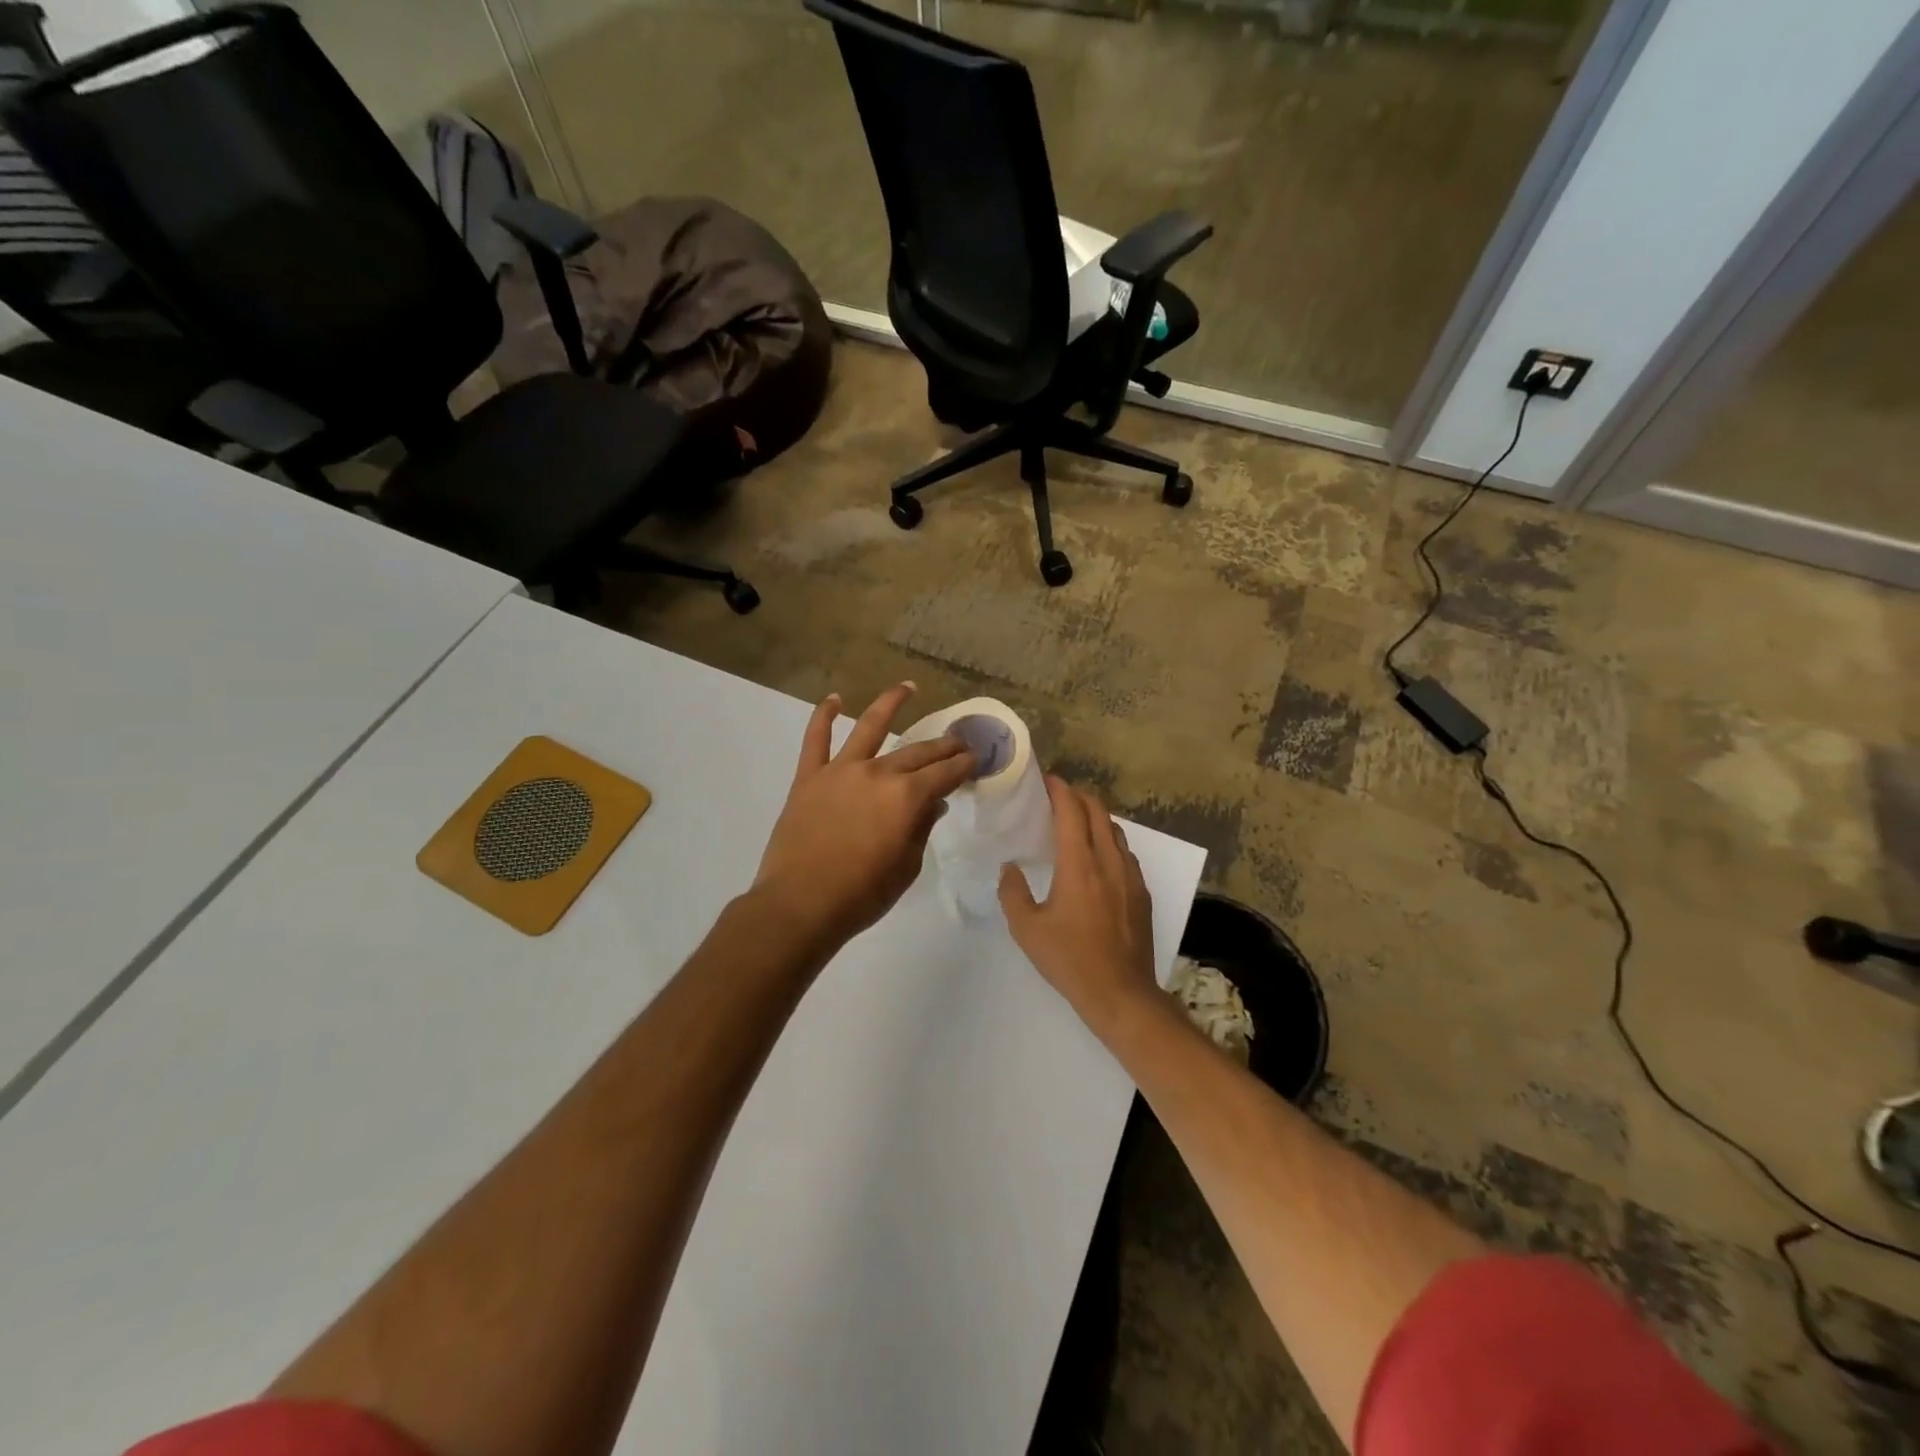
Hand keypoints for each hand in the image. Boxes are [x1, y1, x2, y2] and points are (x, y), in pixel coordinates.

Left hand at [753, 683, 975, 948]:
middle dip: (942, 745)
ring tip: (907, 687)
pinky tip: (833, 700)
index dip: (963, 765)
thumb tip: (933, 802)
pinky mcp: (809, 777)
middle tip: (957, 740)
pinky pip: (816, 740)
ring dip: (890, 703)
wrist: (800, 905)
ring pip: (869, 727)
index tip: (976, 759)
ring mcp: (840, 771)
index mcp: (906, 797)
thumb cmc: (861, 894)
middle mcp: (878, 773)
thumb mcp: (906, 866)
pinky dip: (823, 717)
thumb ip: (921, 828)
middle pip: (917, 752)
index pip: (944, 773)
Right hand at [999, 777, 1157, 1029]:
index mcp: (1079, 864)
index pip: (1072, 812)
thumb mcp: (1027, 928)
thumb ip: (1013, 892)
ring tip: (1078, 820)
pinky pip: (1126, 852)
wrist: (1120, 993)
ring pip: (1115, 830)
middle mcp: (1109, 861)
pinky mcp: (1142, 892)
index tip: (1047, 780)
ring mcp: (1131, 876)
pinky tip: (1099, 855)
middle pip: (1098, 812)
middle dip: (1079, 796)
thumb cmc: (1069, 959)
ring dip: (1096, 816)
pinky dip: (1110, 839)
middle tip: (1059, 795)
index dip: (1060, 790)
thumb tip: (1009, 868)